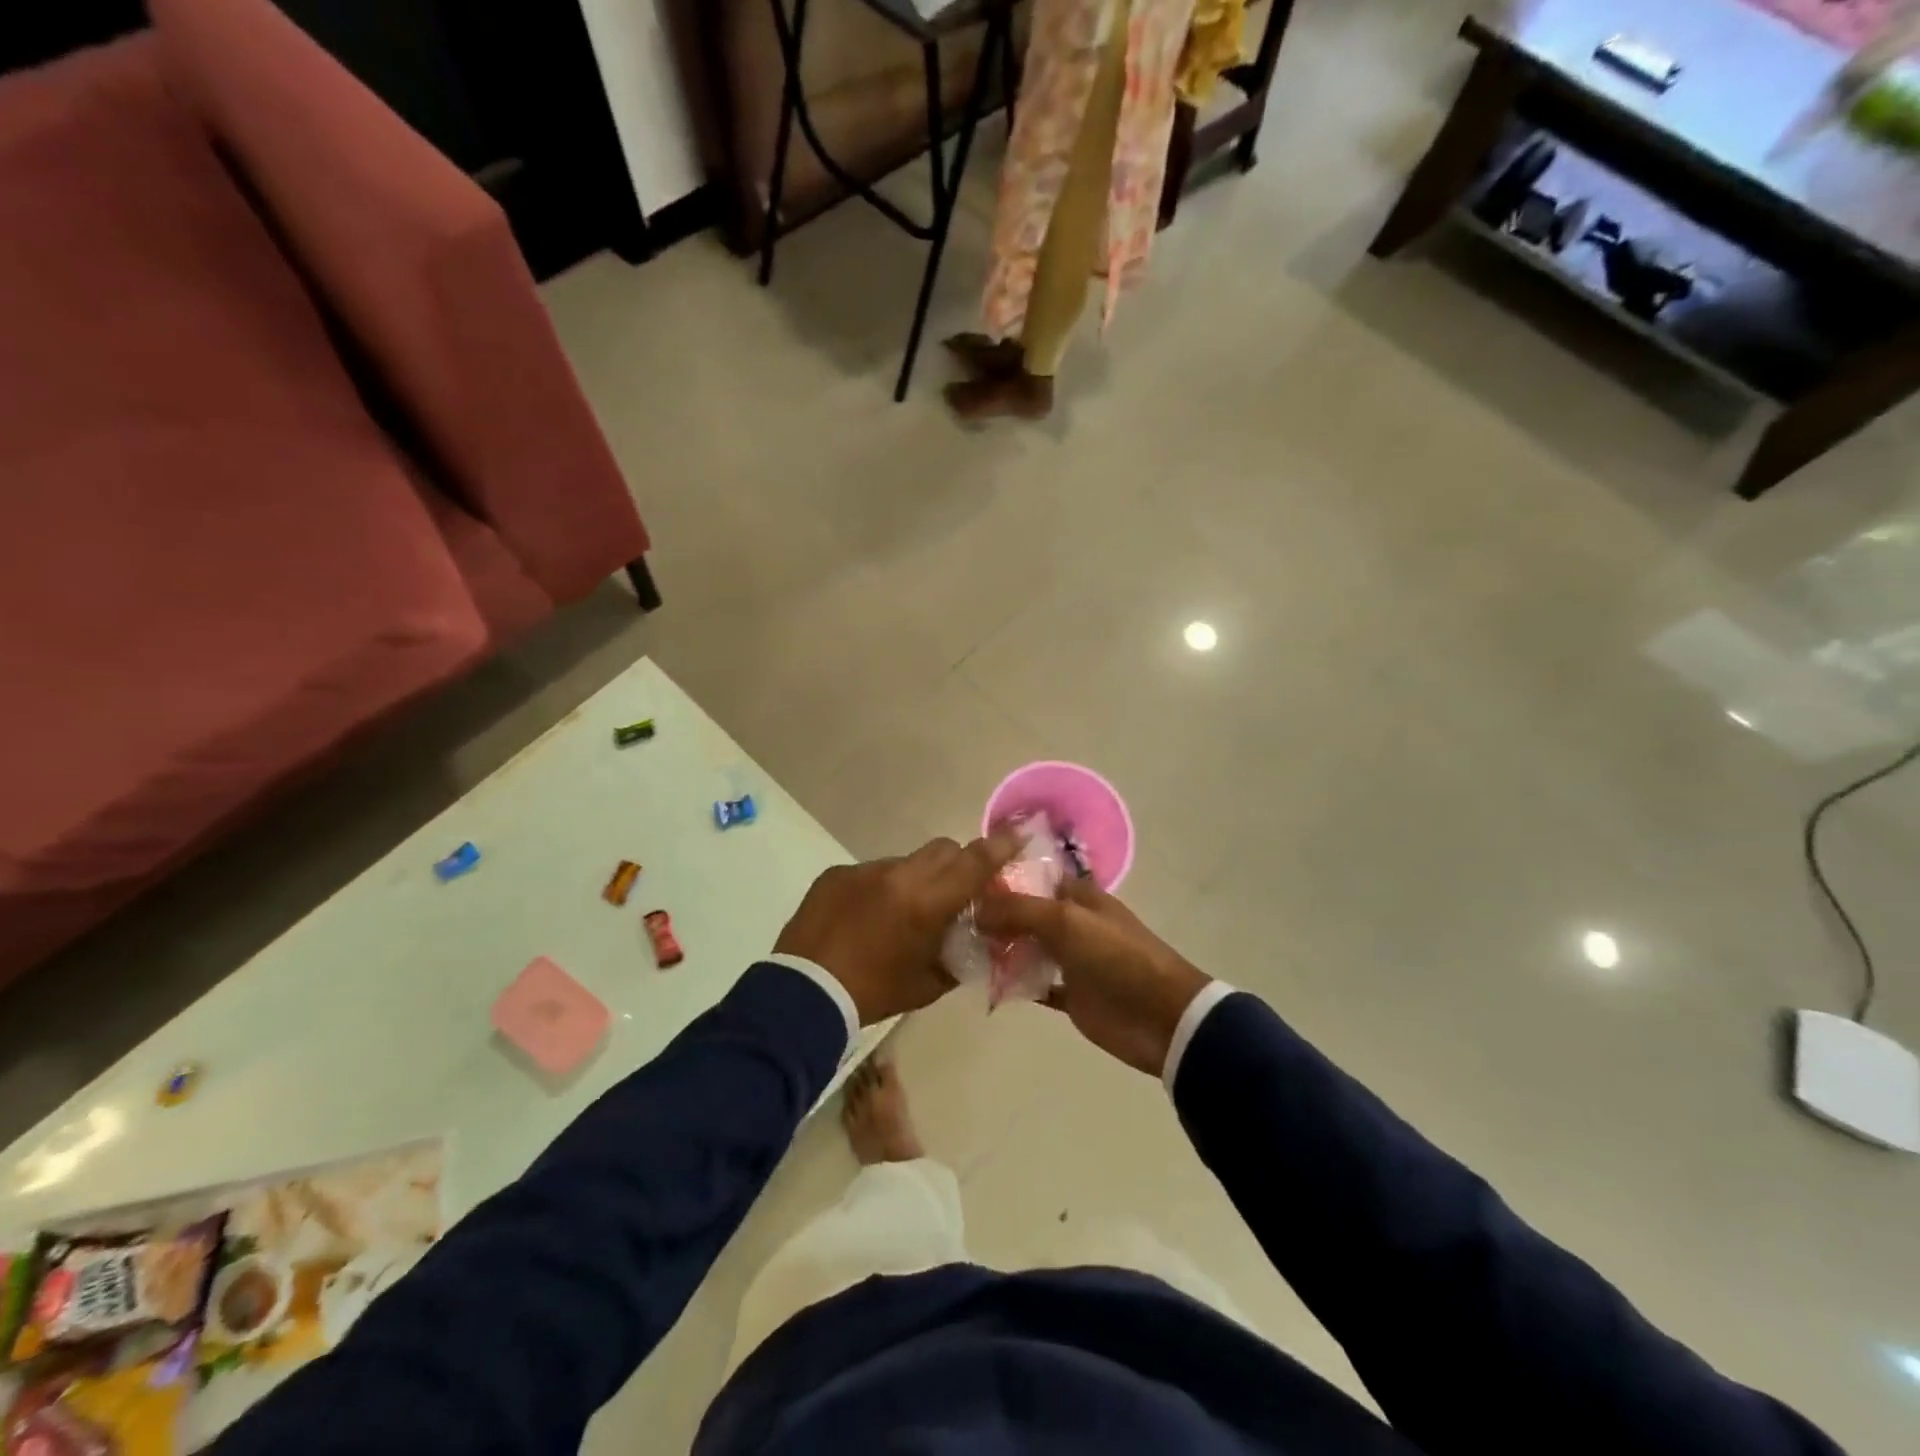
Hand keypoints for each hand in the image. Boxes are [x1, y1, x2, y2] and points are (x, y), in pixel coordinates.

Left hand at [775, 831, 1021, 1025]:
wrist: (803, 993)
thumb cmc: (873, 993)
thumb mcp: (927, 984)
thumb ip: (958, 958)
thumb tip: (975, 942)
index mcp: (926, 903)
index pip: (974, 862)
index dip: (999, 847)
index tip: (1016, 835)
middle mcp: (898, 875)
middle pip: (943, 849)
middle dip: (957, 863)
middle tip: (953, 891)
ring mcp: (864, 870)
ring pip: (906, 861)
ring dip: (914, 879)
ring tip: (899, 913)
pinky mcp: (836, 874)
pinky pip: (871, 872)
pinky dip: (879, 888)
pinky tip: (865, 917)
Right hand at [974, 879, 1210, 1076]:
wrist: (1161, 1016)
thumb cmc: (1116, 956)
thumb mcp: (1066, 921)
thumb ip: (1019, 910)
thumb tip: (975, 908)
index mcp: (1078, 896)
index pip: (1034, 877)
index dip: (1003, 878)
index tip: (962, 882)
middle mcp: (1072, 922)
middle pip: (1025, 914)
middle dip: (994, 916)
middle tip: (951, 921)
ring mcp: (1071, 959)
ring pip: (1026, 948)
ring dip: (999, 949)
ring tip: (958, 949)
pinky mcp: (1070, 994)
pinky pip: (1035, 983)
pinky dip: (1013, 983)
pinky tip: (983, 982)